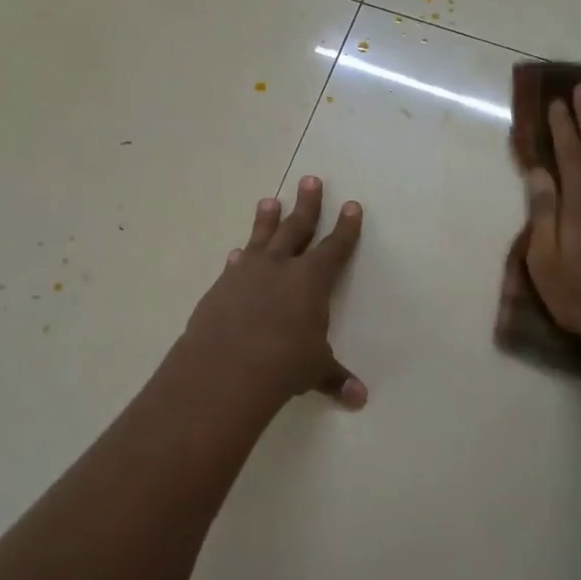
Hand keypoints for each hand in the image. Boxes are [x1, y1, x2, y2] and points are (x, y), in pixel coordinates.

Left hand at [183, 176, 366, 410]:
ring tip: (269, 201)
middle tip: (310, 180)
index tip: (351, 205)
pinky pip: (234, 265)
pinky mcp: (221, 287)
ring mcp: (247, 274)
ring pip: (261, 238)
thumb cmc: (283, 364)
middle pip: (297, 228)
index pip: (335, 247)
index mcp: (311, 280)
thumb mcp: (315, 370)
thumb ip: (335, 379)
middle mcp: (280, 267)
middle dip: (307, 205)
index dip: (346, 228)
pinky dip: (238, 257)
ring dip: (266, 219)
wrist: (225, 368)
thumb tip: (359, 399)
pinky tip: (236, 253)